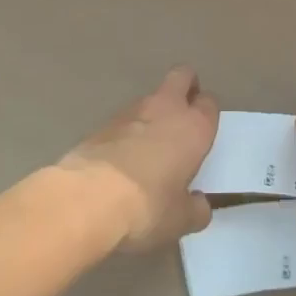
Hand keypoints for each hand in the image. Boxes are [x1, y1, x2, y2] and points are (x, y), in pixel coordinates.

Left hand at [59, 67, 217, 250]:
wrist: (86, 200)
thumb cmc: (147, 206)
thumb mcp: (180, 220)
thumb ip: (195, 209)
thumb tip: (199, 205)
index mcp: (193, 127)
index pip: (209, 103)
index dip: (207, 113)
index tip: (204, 130)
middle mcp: (165, 109)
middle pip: (181, 76)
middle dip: (185, 86)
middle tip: (184, 113)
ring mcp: (130, 112)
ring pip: (150, 98)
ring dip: (153, 113)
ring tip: (149, 145)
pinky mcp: (101, 124)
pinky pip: (123, 120)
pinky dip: (126, 132)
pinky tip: (121, 159)